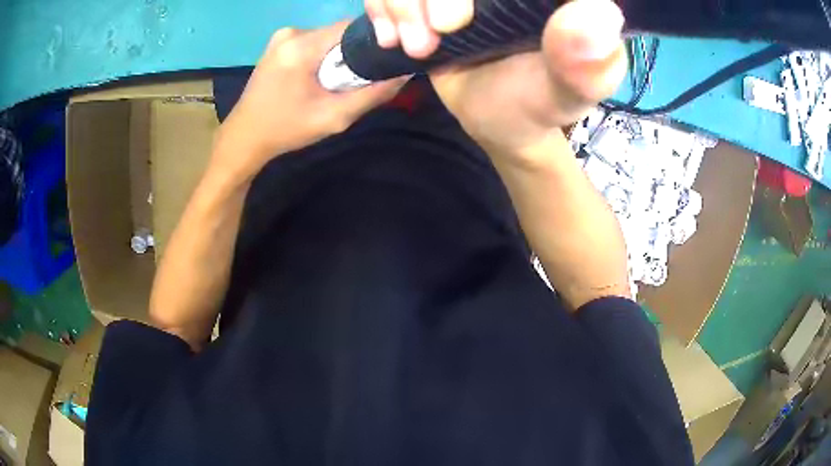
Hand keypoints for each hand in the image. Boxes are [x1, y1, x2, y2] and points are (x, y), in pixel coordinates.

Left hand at [215, 22, 406, 179]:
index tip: (382, 60)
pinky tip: (317, 77)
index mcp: (301, 47)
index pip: (352, 27)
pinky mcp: (278, 43)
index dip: (373, 41)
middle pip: (340, 32)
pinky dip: (322, 55)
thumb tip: (404, 74)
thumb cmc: (286, 130)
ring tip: (336, 81)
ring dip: (338, 54)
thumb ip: (372, 95)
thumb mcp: (334, 118)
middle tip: (357, 79)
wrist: (244, 137)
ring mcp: (282, 36)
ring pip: (327, 37)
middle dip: (354, 52)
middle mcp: (291, 33)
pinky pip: (313, 41)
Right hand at [365, 0, 626, 158]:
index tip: (454, 23)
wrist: (496, 118)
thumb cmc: (536, 106)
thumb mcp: (566, 93)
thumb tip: (601, 11)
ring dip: (396, 4)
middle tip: (428, 41)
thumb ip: (585, 64)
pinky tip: (393, 38)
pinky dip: (379, 6)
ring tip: (414, 46)